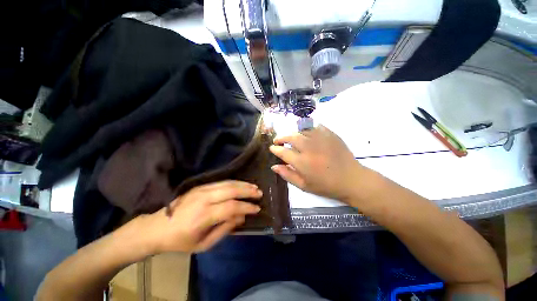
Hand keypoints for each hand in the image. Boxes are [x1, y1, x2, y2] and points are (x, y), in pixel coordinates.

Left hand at [147, 180, 261, 252]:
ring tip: (254, 187)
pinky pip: (221, 181)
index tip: (257, 209)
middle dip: (247, 191)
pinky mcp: (200, 185)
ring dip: (243, 184)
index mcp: (203, 216)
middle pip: (231, 190)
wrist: (157, 227)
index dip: (246, 207)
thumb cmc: (180, 241)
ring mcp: (201, 189)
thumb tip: (241, 217)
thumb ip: (225, 230)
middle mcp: (203, 199)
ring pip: (227, 183)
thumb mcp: (203, 244)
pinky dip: (234, 182)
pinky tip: (241, 184)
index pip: (231, 207)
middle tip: (259, 193)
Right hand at [269, 125, 365, 201]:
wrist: (351, 179)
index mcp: (301, 162)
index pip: (282, 151)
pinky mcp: (330, 134)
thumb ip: (287, 175)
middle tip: (278, 140)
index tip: (272, 148)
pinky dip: (308, 129)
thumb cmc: (326, 185)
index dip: (275, 149)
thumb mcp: (304, 185)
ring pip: (301, 130)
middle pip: (290, 137)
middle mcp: (309, 147)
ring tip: (291, 138)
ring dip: (293, 133)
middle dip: (281, 137)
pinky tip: (307, 134)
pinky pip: (315, 126)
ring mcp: (320, 139)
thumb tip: (274, 166)